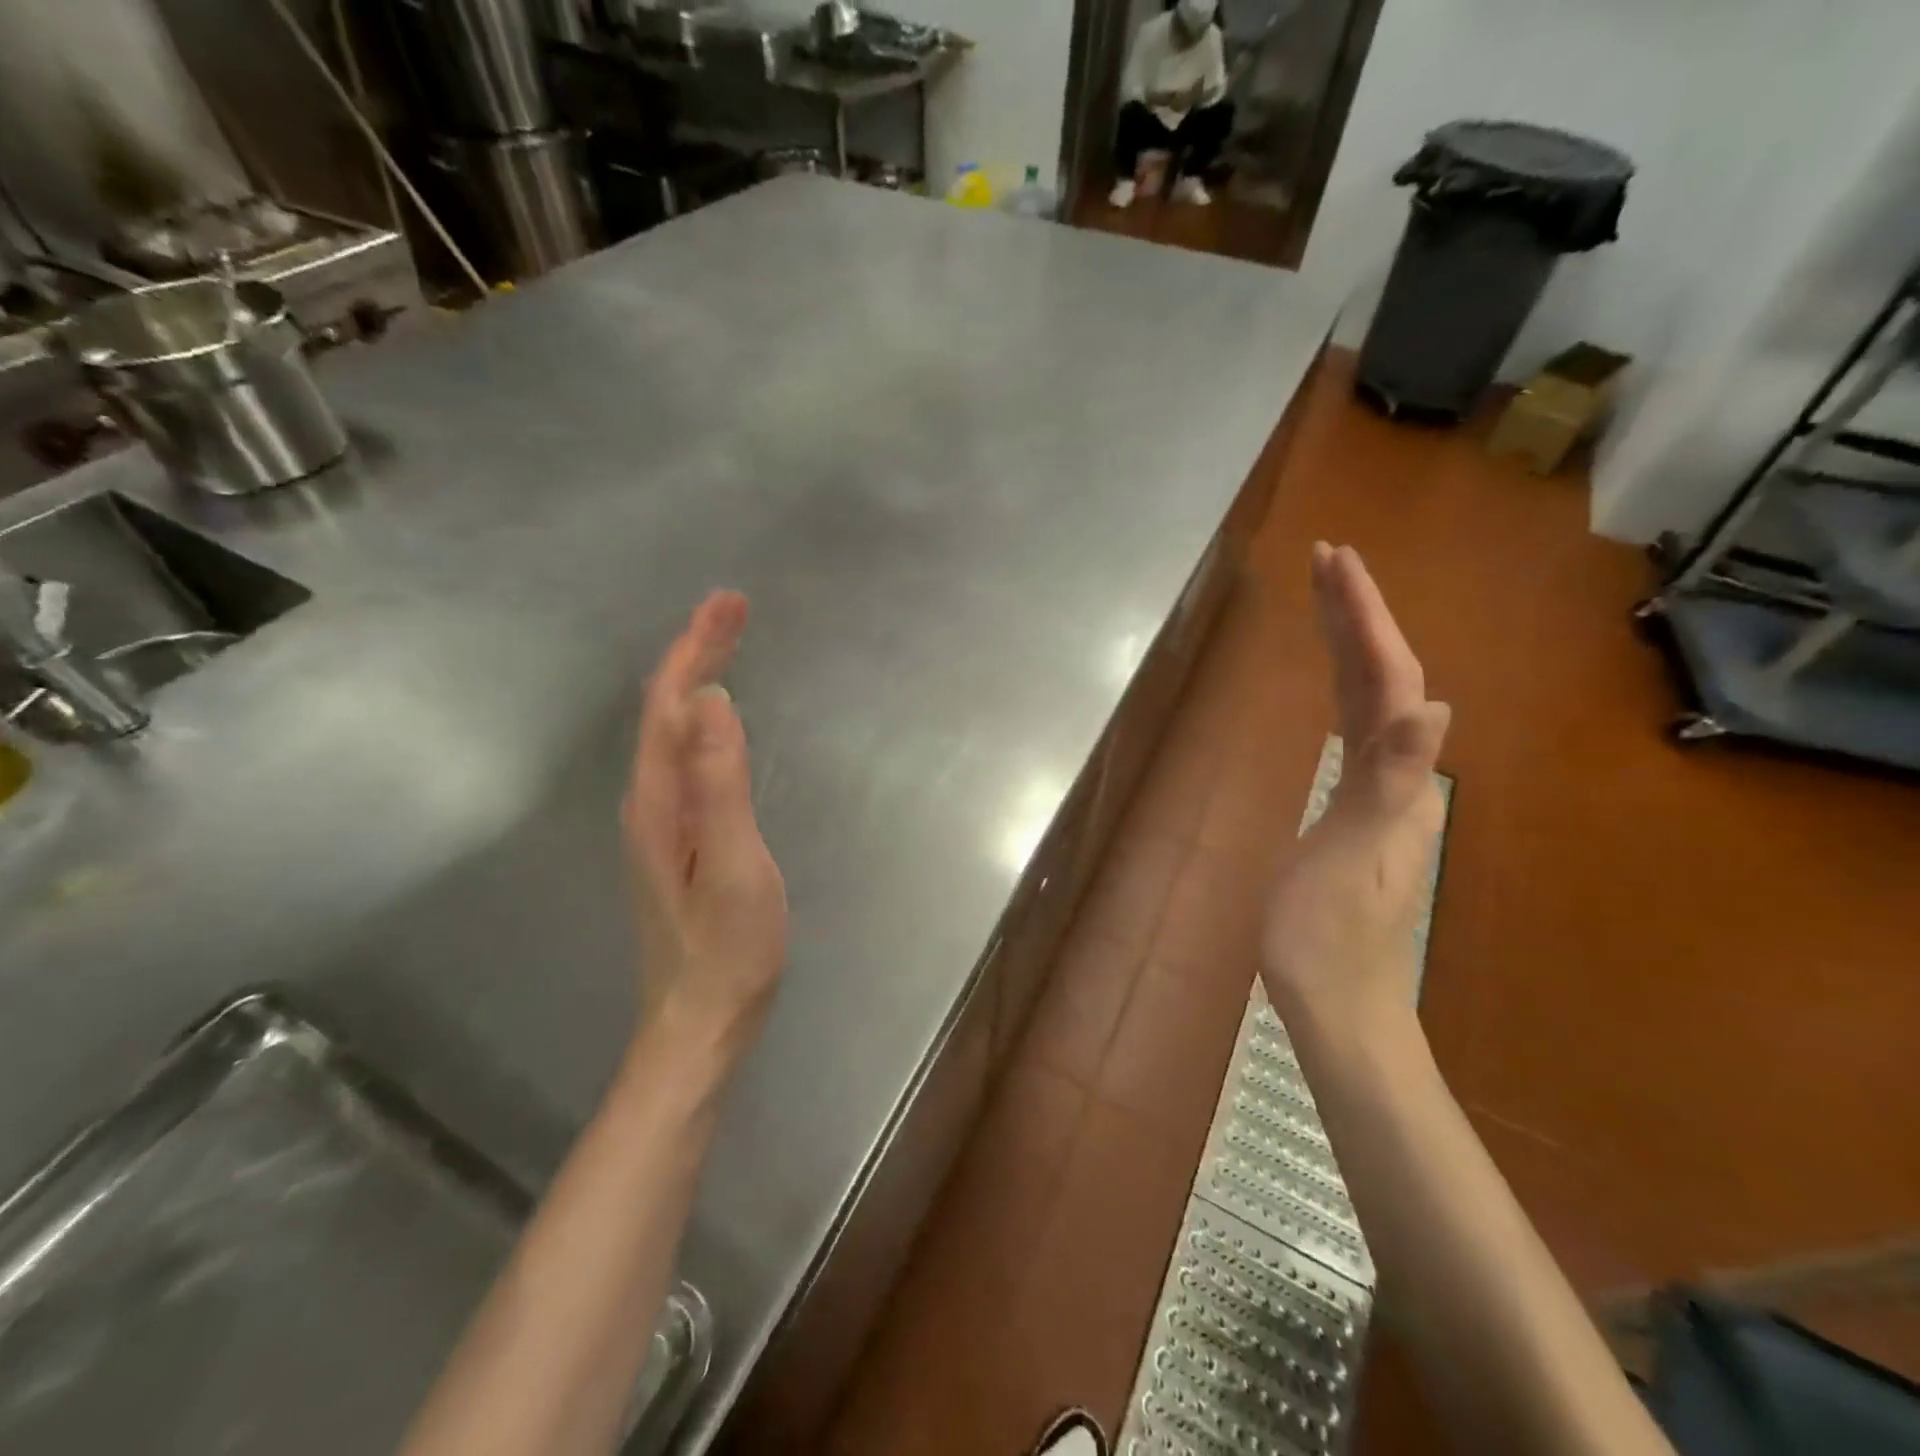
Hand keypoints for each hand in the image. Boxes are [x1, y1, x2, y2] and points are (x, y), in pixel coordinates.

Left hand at [623, 592, 787, 1057]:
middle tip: (734, 609)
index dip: (697, 647)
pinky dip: (702, 718)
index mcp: (660, 800)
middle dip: (697, 651)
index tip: (729, 603)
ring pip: (673, 731)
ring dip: (697, 679)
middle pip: (665, 709)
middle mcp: (650, 801)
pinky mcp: (678, 837)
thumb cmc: (727, 950)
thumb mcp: (735, 864)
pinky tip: (718, 719)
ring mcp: (661, 822)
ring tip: (727, 644)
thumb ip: (721, 783)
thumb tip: (712, 701)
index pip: (670, 703)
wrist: (701, 1021)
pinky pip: (685, 756)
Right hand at [1262, 545, 1448, 1040]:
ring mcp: (1378, 794)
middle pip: (1384, 680)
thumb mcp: (1353, 859)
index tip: (1333, 562)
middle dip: (1357, 615)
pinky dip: (1342, 689)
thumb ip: (1390, 783)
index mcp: (1395, 780)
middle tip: (1325, 559)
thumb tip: (1435, 706)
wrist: (1339, 1006)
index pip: (1387, 680)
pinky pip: (1353, 730)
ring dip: (1350, 645)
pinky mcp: (1355, 810)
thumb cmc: (1328, 940)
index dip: (1363, 618)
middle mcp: (1398, 776)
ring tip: (1323, 600)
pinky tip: (1333, 682)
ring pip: (1370, 701)